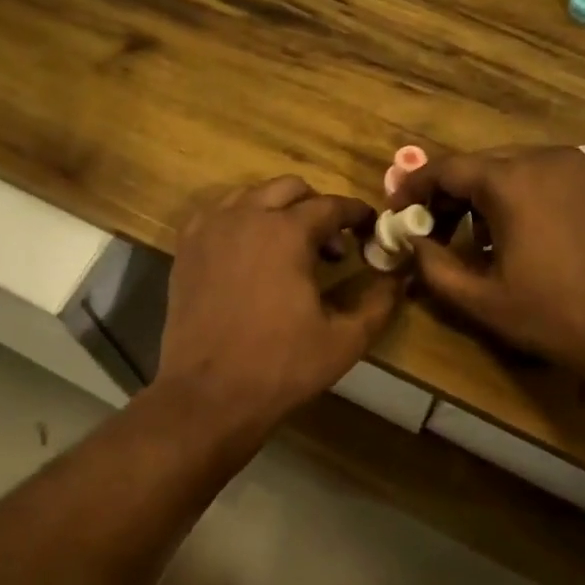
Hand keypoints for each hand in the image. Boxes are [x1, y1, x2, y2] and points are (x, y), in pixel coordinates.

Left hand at [156, 176, 400, 438]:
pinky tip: (249, 254)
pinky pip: (217, 215)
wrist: (208, 394)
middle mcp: (245, 217)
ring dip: (277, 210)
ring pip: (250, 196)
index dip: (356, 214)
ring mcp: (210, 230)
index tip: (370, 227)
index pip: (331, 205)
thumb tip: (398, 278)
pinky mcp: (186, 249)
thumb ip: (379, 303)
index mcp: (286, 232)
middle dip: (316, 207)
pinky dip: (240, 222)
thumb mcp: (344, 340)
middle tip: (331, 244)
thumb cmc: (280, 366)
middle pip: (289, 189)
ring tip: (289, 247)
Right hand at [390, 146, 584, 397]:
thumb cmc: (557, 316)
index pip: (447, 169)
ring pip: (520, 170)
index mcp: (512, 181)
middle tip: (435, 230)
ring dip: (490, 197)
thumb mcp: (482, 300)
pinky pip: (553, 179)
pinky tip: (530, 238)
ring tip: (483, 241)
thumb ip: (434, 266)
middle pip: (484, 165)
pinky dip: (528, 198)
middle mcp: (548, 159)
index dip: (415, 186)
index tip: (398, 209)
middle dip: (452, 195)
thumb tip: (413, 243)